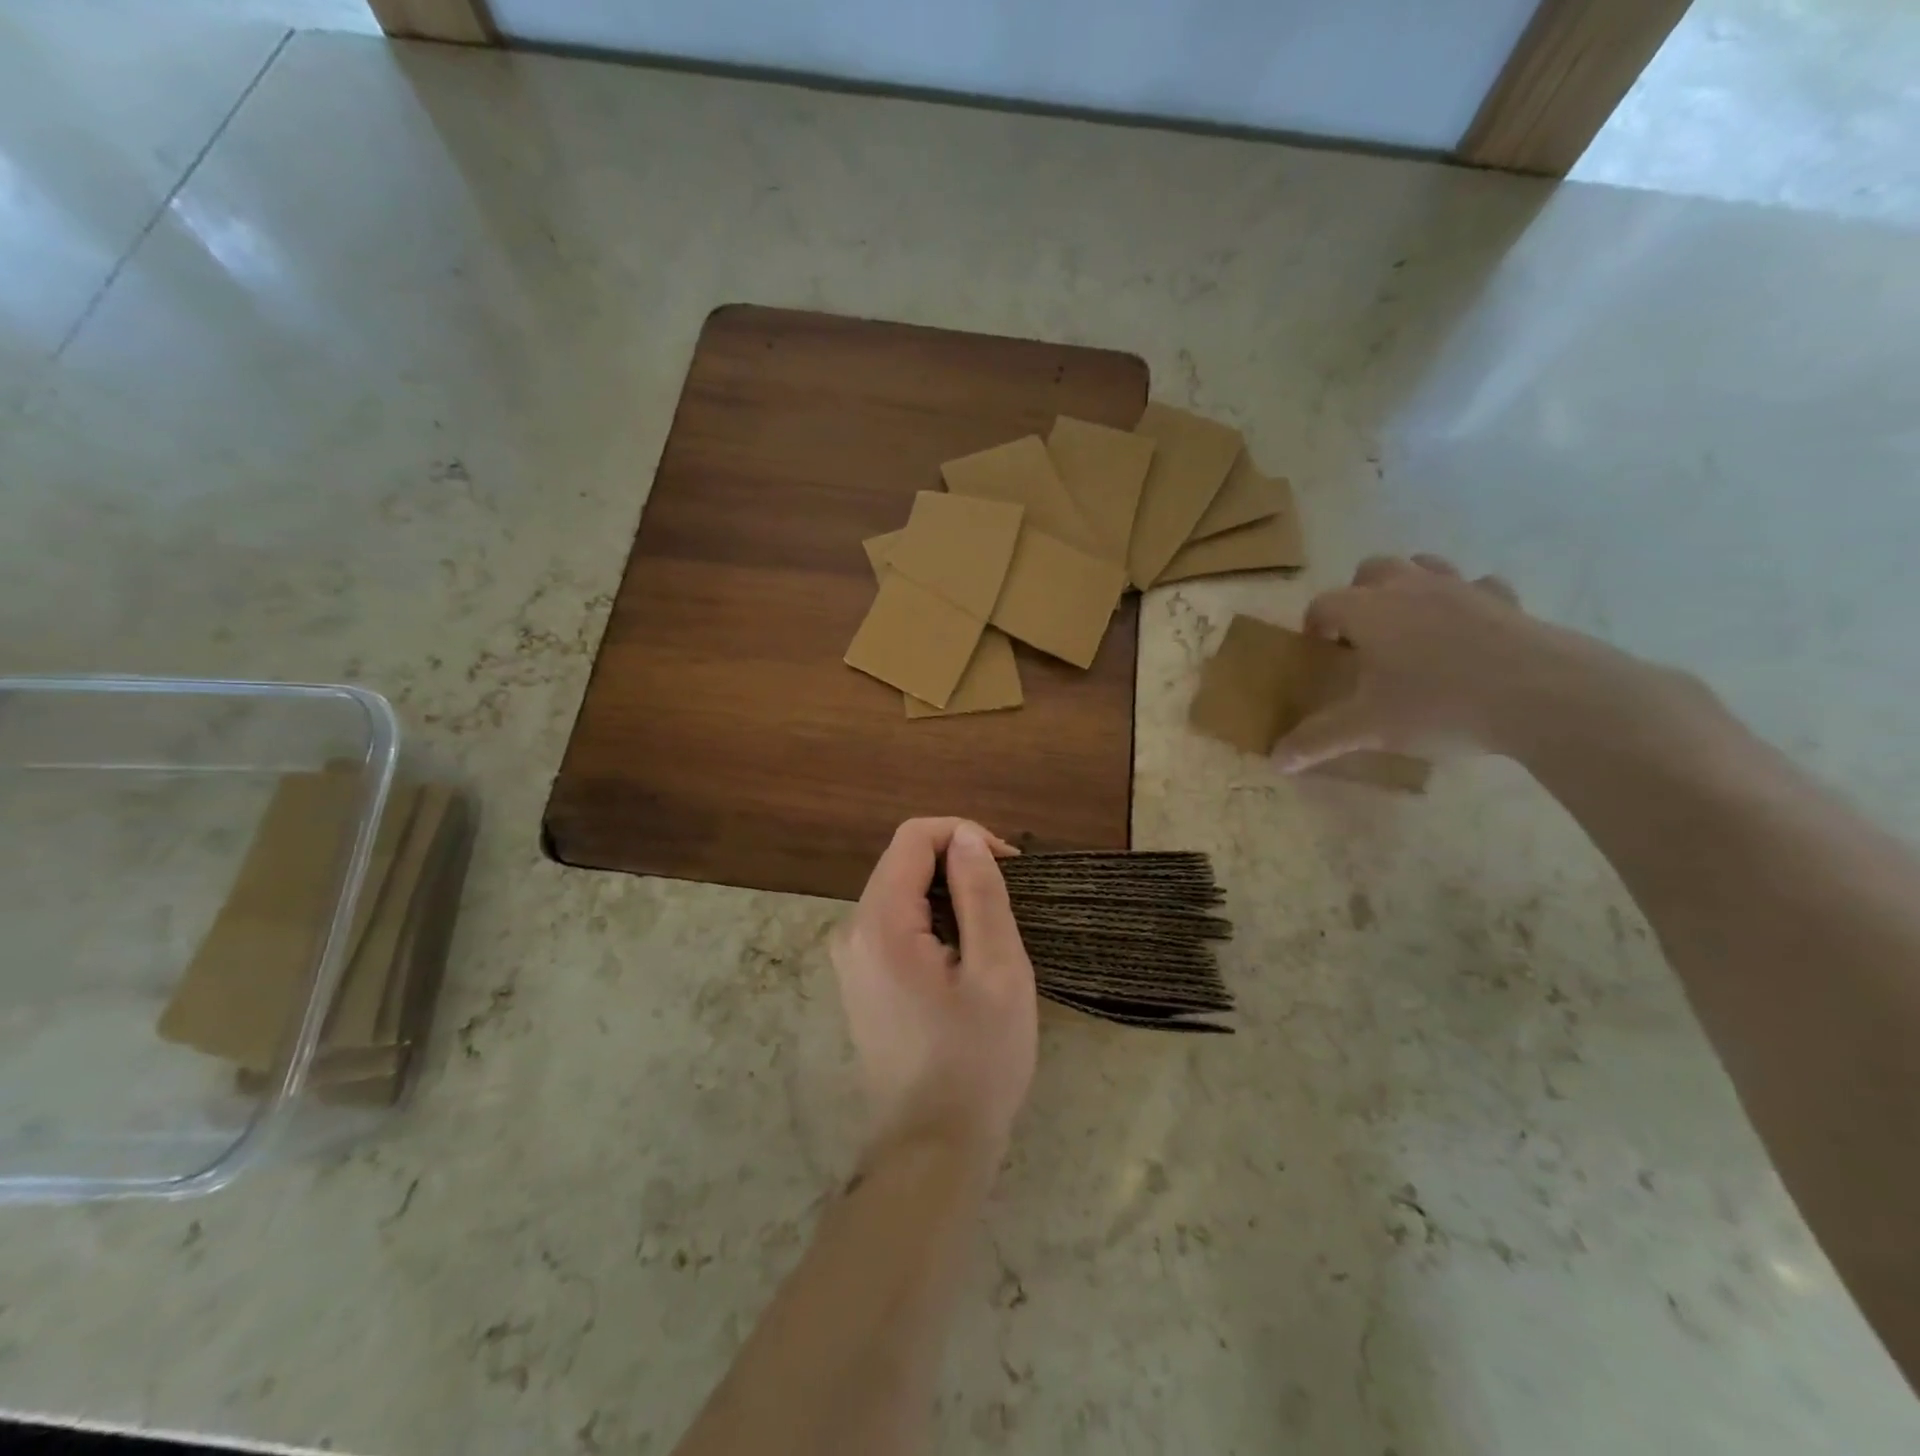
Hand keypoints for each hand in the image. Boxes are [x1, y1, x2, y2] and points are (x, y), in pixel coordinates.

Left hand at [831, 819, 1036, 1171]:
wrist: (933, 1150)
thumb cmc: (976, 1061)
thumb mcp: (997, 971)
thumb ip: (981, 894)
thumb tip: (966, 837)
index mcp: (880, 923)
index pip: (913, 837)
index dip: (963, 836)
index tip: (1008, 867)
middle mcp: (852, 931)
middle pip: (903, 862)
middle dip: (957, 864)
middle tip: (1008, 901)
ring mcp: (851, 958)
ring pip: (901, 892)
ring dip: (948, 894)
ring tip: (993, 930)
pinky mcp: (860, 980)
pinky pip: (895, 924)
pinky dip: (933, 921)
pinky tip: (965, 956)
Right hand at [1274, 553, 1645, 769]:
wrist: (1544, 696)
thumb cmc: (1439, 705)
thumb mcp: (1368, 729)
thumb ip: (1317, 741)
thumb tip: (1276, 761)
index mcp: (1368, 611)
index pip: (1324, 603)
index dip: (1314, 624)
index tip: (1318, 650)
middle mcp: (1410, 588)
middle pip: (1372, 570)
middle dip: (1358, 595)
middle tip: (1361, 635)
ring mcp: (1462, 589)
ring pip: (1425, 566)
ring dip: (1409, 586)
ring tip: (1409, 625)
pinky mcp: (1507, 602)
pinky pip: (1480, 587)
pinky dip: (1467, 601)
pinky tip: (1469, 630)